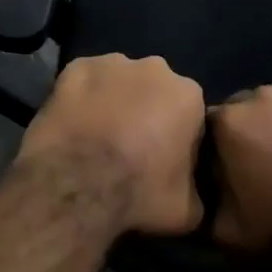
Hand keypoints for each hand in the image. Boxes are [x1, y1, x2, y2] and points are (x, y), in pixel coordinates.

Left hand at [18, 54, 205, 235]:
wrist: (78, 185)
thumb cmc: (140, 193)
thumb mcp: (188, 209)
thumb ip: (197, 191)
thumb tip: (193, 191)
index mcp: (189, 95)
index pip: (190, 113)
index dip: (178, 137)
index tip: (164, 160)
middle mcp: (155, 68)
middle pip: (155, 90)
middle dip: (147, 111)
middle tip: (130, 148)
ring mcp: (112, 63)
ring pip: (119, 81)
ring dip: (114, 102)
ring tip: (98, 137)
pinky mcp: (75, 66)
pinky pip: (84, 81)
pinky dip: (81, 97)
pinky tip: (73, 124)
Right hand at [210, 85, 271, 250]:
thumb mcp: (227, 232)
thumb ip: (206, 208)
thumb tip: (202, 199)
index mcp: (226, 122)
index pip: (209, 126)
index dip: (219, 147)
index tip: (230, 168)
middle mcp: (258, 96)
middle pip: (246, 109)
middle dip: (251, 130)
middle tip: (267, 162)